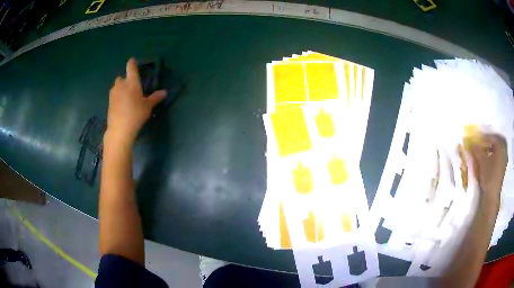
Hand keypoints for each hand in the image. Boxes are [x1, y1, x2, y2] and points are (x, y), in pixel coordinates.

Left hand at [106, 58, 165, 144]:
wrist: (119, 129)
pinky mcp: (109, 103)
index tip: (132, 61)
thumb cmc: (136, 114)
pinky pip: (114, 96)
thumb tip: (164, 92)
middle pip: (121, 77)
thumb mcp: (148, 106)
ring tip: (126, 97)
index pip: (131, 67)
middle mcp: (121, 85)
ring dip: (120, 89)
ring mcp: (113, 94)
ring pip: (116, 87)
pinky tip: (121, 106)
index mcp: (131, 82)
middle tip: (131, 86)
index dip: (132, 63)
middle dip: (125, 79)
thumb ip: (155, 98)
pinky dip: (117, 98)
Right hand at [470, 134, 507, 206]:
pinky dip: (495, 155)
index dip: (485, 136)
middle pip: (498, 141)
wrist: (492, 195)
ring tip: (486, 151)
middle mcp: (504, 151)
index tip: (478, 138)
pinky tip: (490, 159)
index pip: (492, 137)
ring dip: (493, 148)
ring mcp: (504, 160)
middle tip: (484, 142)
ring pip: (499, 149)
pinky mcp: (503, 169)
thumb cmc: (489, 175)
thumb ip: (477, 150)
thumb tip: (472, 144)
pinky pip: (500, 156)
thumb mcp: (481, 161)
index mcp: (500, 146)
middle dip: (491, 140)